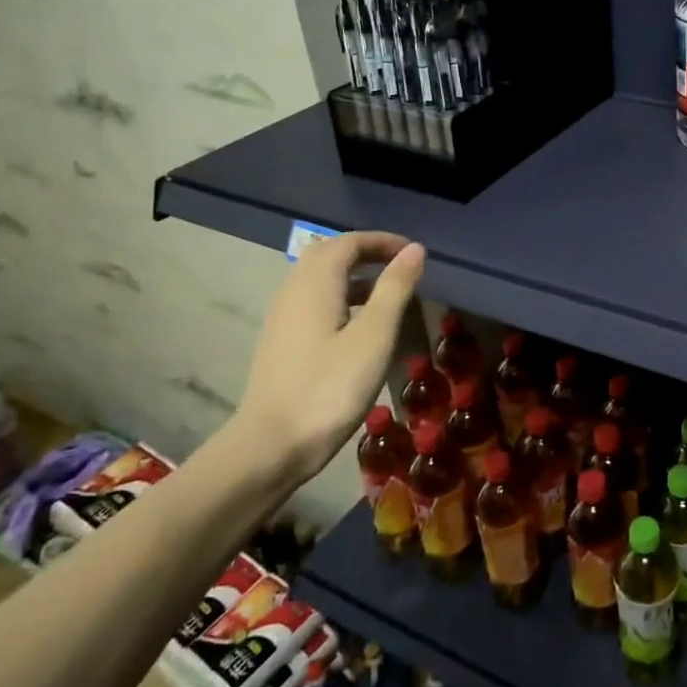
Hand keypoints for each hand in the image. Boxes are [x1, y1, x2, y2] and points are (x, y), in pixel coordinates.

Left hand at [234, 231, 425, 482]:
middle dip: (366, 252)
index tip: (414, 253)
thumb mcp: (374, 336)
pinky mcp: (281, 340)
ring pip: (318, 277)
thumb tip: (415, 250)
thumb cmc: (330, 387)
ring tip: (387, 292)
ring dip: (353, 274)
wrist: (271, 445)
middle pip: (329, 253)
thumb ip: (395, 288)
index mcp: (315, 282)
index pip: (349, 241)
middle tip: (400, 265)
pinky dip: (340, 295)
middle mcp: (293, 289)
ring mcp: (282, 316)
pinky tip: (358, 323)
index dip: (383, 240)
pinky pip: (312, 299)